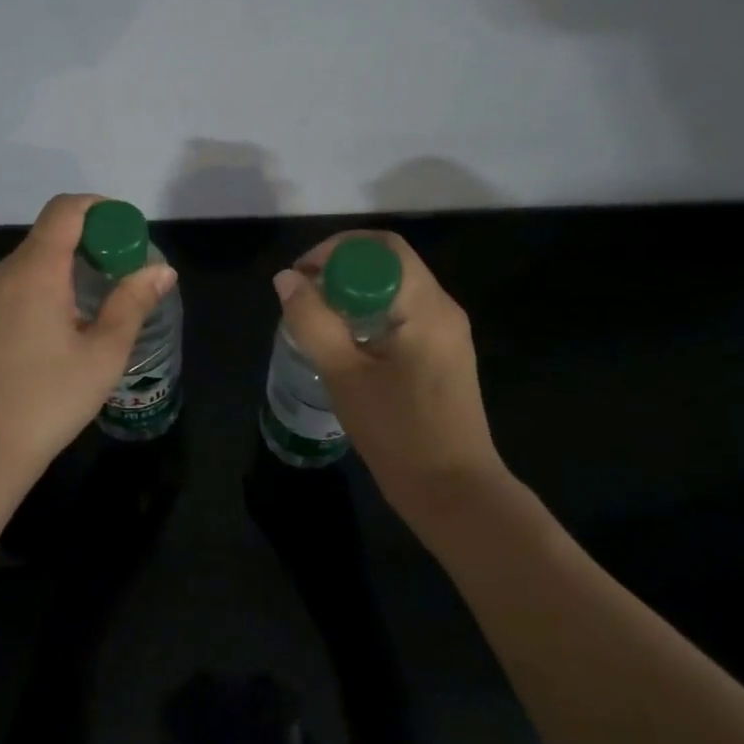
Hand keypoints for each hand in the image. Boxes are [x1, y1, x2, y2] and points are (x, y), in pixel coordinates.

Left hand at [0, 194, 176, 506]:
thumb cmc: (45, 401)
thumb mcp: (102, 355)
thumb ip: (132, 304)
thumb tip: (161, 269)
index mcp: (35, 270)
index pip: (66, 209)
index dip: (101, 208)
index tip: (129, 232)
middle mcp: (4, 273)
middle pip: (50, 235)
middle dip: (92, 243)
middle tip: (125, 274)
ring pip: (33, 264)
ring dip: (70, 270)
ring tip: (101, 306)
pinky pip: (17, 289)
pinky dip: (47, 290)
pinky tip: (64, 332)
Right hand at [272, 232, 503, 528]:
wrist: (456, 495)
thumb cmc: (400, 433)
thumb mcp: (345, 375)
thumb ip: (312, 321)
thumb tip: (286, 279)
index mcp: (426, 306)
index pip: (382, 248)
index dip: (336, 250)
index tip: (303, 276)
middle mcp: (443, 309)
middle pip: (388, 265)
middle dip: (340, 271)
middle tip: (303, 298)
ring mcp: (447, 334)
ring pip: (394, 291)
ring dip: (352, 295)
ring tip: (316, 322)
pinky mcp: (443, 356)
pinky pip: (402, 315)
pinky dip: (368, 316)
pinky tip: (345, 347)